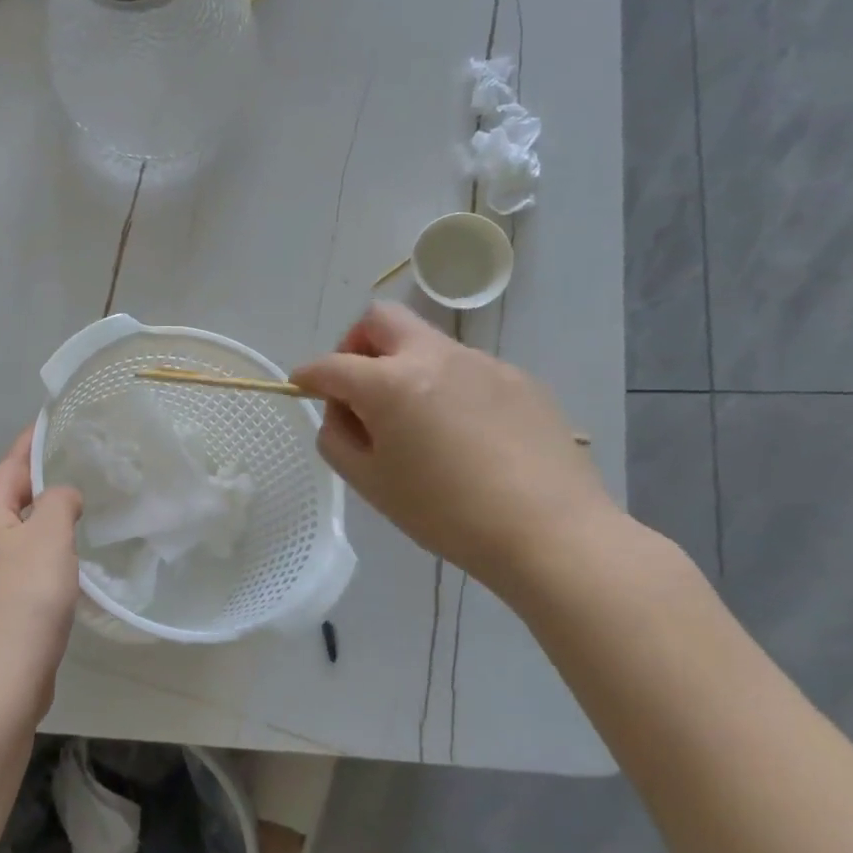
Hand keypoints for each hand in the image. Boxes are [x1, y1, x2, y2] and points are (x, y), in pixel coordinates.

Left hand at [0, 429, 83, 716]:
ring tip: (74, 516)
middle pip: (7, 501)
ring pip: (12, 537)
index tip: (48, 423)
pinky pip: (16, 568)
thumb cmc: (25, 597)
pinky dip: (38, 558)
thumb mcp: (51, 536)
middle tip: (73, 471)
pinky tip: (61, 569)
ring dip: (39, 524)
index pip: (9, 467)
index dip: (30, 444)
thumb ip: (60, 502)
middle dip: (36, 484)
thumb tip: (61, 497)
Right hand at [292, 303, 617, 594]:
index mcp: (389, 383)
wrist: (550, 532)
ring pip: (426, 343)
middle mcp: (433, 357)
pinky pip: (466, 369)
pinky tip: (467, 435)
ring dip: (406, 367)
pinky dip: (448, 387)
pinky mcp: (518, 378)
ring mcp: (481, 363)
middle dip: (357, 344)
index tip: (302, 385)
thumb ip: (337, 438)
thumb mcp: (370, 484)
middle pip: (380, 319)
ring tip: (420, 423)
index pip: (331, 365)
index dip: (308, 375)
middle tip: (361, 387)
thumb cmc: (446, 514)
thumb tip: (342, 411)